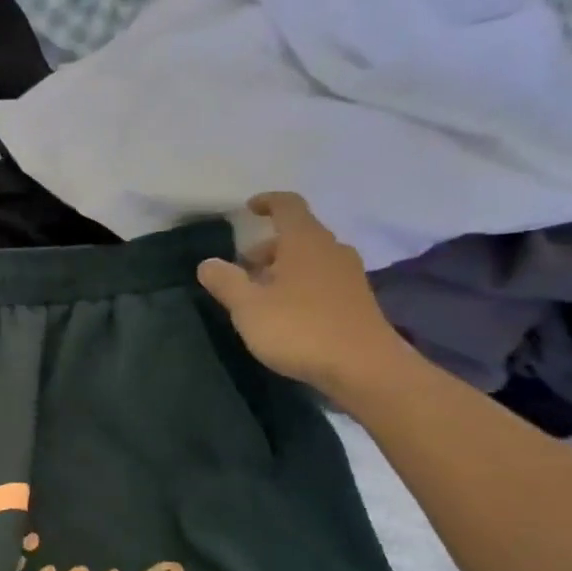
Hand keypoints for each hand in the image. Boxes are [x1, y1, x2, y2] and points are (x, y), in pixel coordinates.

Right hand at [196, 192, 415, 400]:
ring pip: (310, 259)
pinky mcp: (356, 300)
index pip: (288, 205)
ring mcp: (349, 275)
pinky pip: (322, 280)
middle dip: (267, 247)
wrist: (363, 368)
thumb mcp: (248, 307)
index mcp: (305, 242)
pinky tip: (285, 312)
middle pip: (298, 235)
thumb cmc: (300, 329)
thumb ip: (226, 282)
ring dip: (283, 268)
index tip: (249, 209)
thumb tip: (208, 263)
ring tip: (259, 294)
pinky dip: (300, 285)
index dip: (267, 202)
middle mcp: (331, 250)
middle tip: (242, 268)